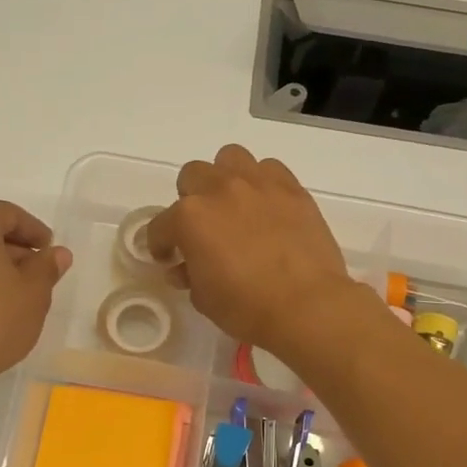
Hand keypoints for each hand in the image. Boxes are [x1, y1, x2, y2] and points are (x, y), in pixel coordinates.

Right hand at [145, 146, 361, 358]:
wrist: (306, 305)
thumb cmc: (246, 307)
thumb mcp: (203, 298)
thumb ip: (189, 275)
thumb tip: (184, 268)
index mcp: (189, 218)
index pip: (160, 225)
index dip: (160, 244)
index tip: (169, 259)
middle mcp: (219, 190)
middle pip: (192, 176)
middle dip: (190, 200)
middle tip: (202, 228)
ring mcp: (258, 184)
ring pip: (230, 158)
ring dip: (224, 178)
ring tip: (233, 205)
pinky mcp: (292, 188)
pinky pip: (269, 169)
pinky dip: (262, 183)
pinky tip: (266, 207)